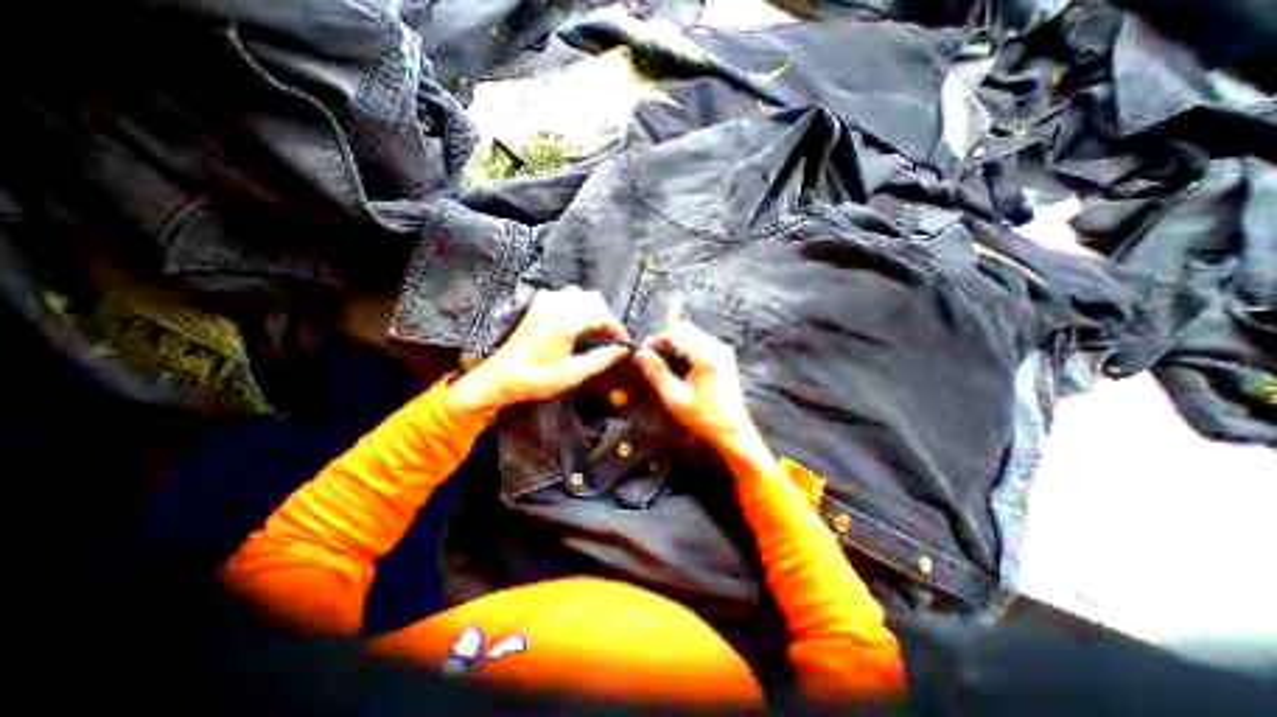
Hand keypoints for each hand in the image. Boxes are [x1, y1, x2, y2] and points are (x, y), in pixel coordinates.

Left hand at [447, 288, 633, 415]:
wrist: (501, 376)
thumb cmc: (537, 378)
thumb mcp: (573, 374)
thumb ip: (602, 359)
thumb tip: (624, 350)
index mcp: (566, 320)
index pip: (603, 316)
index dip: (618, 330)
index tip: (625, 344)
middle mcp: (557, 304)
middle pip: (595, 301)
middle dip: (607, 319)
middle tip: (612, 340)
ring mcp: (546, 301)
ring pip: (581, 295)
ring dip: (594, 310)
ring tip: (598, 331)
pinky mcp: (538, 304)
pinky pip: (567, 295)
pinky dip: (578, 305)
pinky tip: (577, 322)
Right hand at [632, 317, 772, 464]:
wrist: (733, 431)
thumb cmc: (704, 418)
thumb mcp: (675, 398)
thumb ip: (657, 373)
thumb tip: (640, 355)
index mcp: (706, 356)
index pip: (676, 333)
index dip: (656, 339)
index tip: (643, 352)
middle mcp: (717, 348)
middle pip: (685, 329)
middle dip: (665, 339)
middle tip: (651, 356)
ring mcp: (723, 351)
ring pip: (693, 333)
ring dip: (675, 342)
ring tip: (662, 360)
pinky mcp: (724, 357)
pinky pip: (701, 341)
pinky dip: (686, 347)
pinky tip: (678, 364)